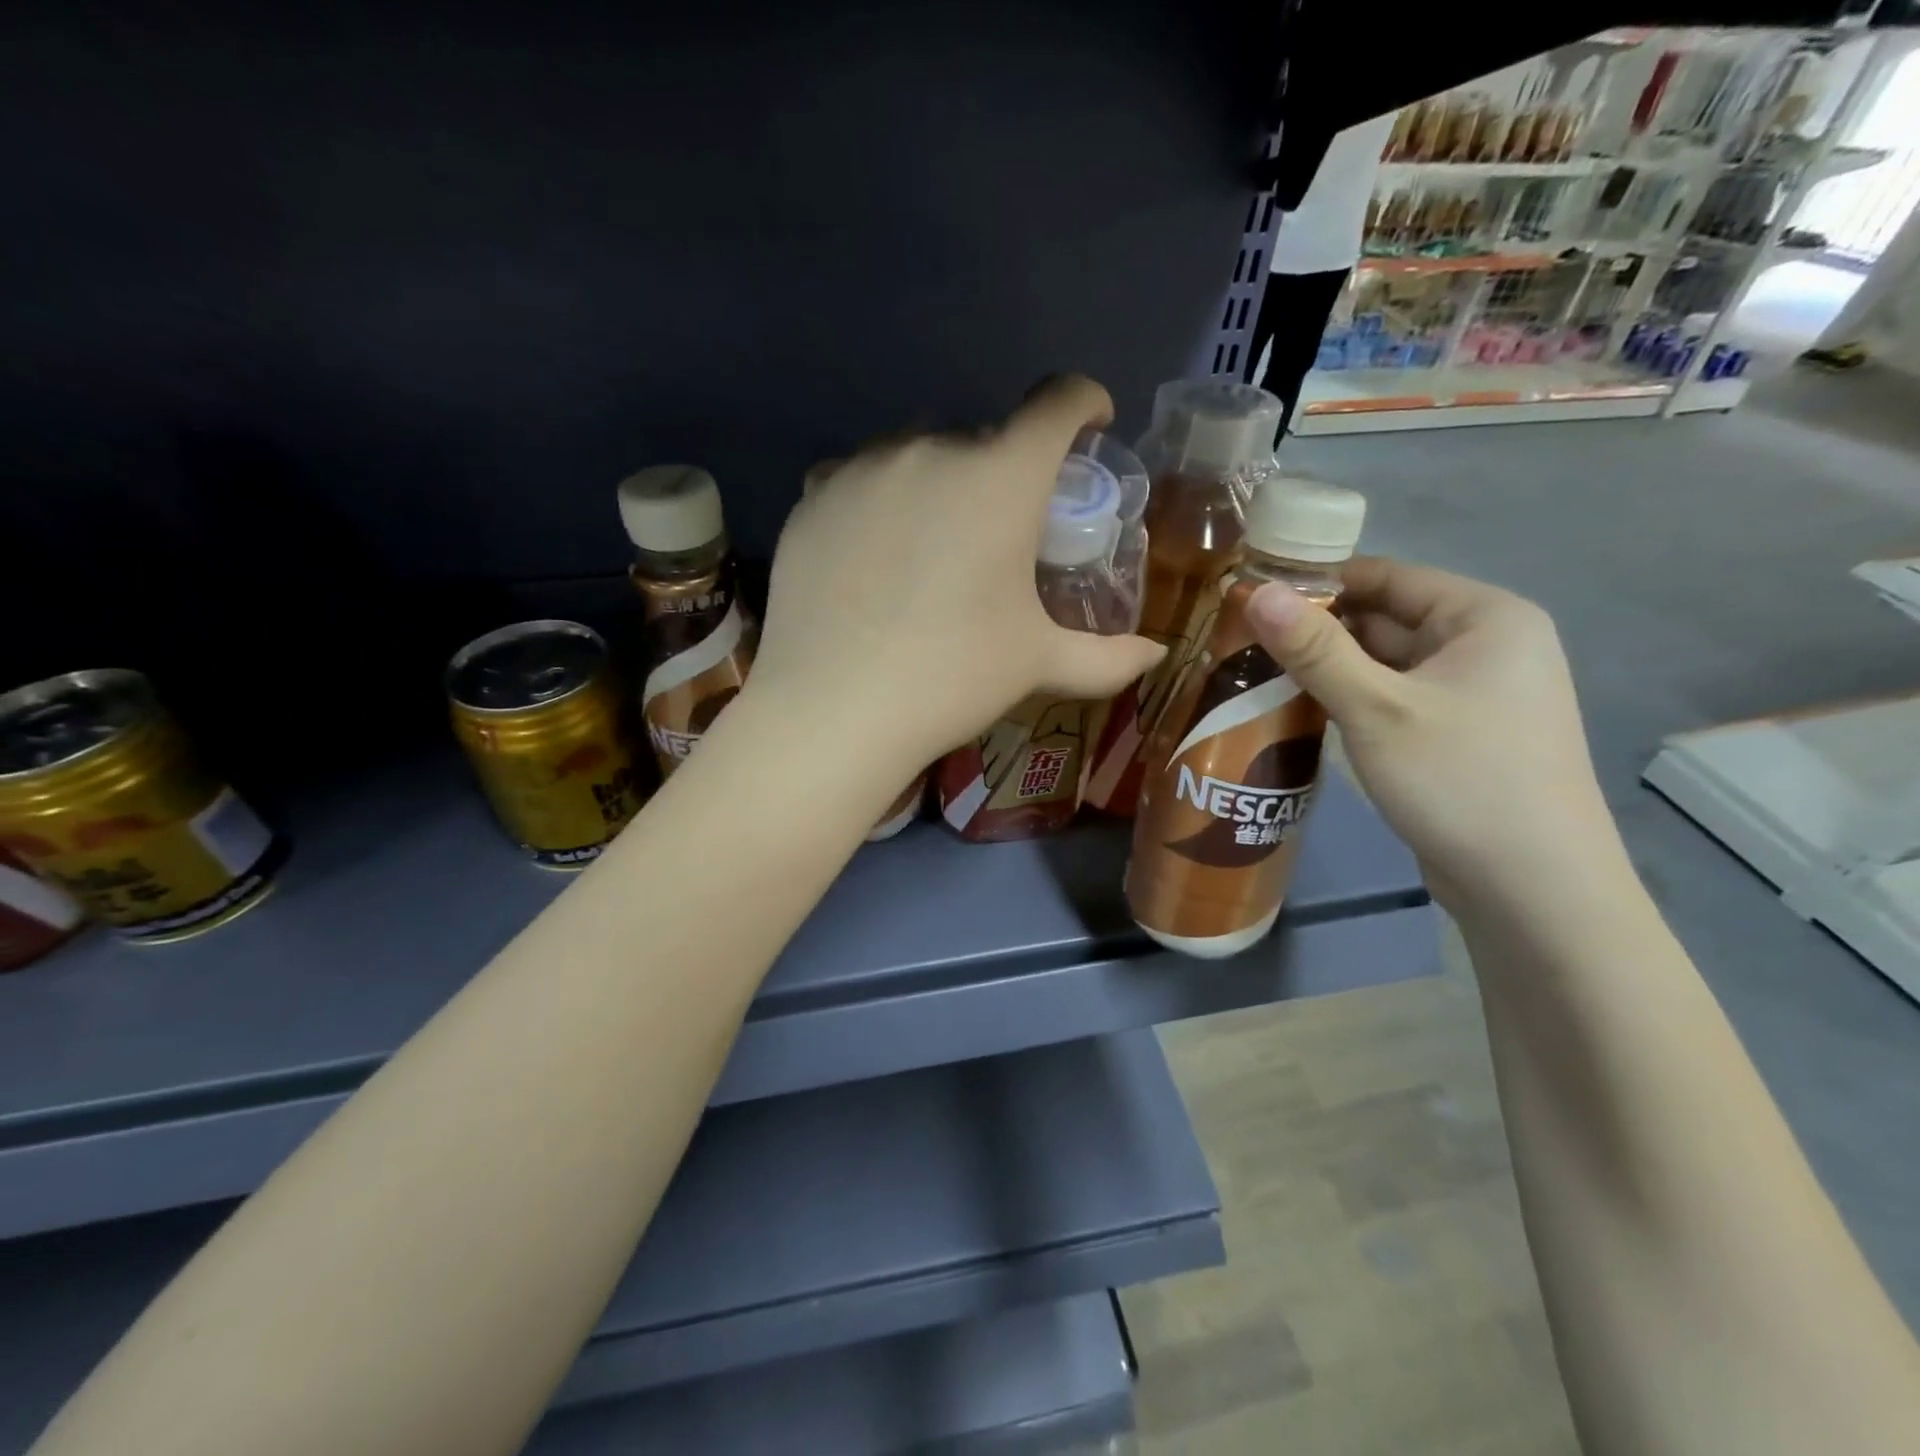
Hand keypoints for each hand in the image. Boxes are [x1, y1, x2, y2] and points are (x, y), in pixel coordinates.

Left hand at [744, 375, 1165, 771]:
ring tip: (930, 550)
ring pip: (916, 455)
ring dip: (937, 485)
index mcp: (1000, 477)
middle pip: (983, 438)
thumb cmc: (952, 678)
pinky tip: (873, 555)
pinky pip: (859, 479)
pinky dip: (879, 501)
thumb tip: (1156, 655)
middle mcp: (931, 450)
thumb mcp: (1038, 663)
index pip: (1056, 402)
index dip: (1082, 404)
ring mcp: (862, 469)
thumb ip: (1107, 657)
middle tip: (998, 534)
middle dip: (1003, 473)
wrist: (834, 710)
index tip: (1089, 425)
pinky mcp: (811, 498)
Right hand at [1245, 557, 1621, 911]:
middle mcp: (1486, 645)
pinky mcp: (1458, 735)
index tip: (1252, 597)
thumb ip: (1314, 649)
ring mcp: (1475, 694)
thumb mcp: (1376, 709)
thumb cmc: (1460, 780)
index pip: (1387, 576)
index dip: (1318, 582)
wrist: (1533, 889)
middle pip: (1385, 618)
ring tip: (1255, 675)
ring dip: (1328, 669)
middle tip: (1242, 642)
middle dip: (1317, 631)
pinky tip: (1300, 712)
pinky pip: (1394, 699)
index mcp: (1484, 617)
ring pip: (1385, 664)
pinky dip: (1351, 700)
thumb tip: (1255, 592)